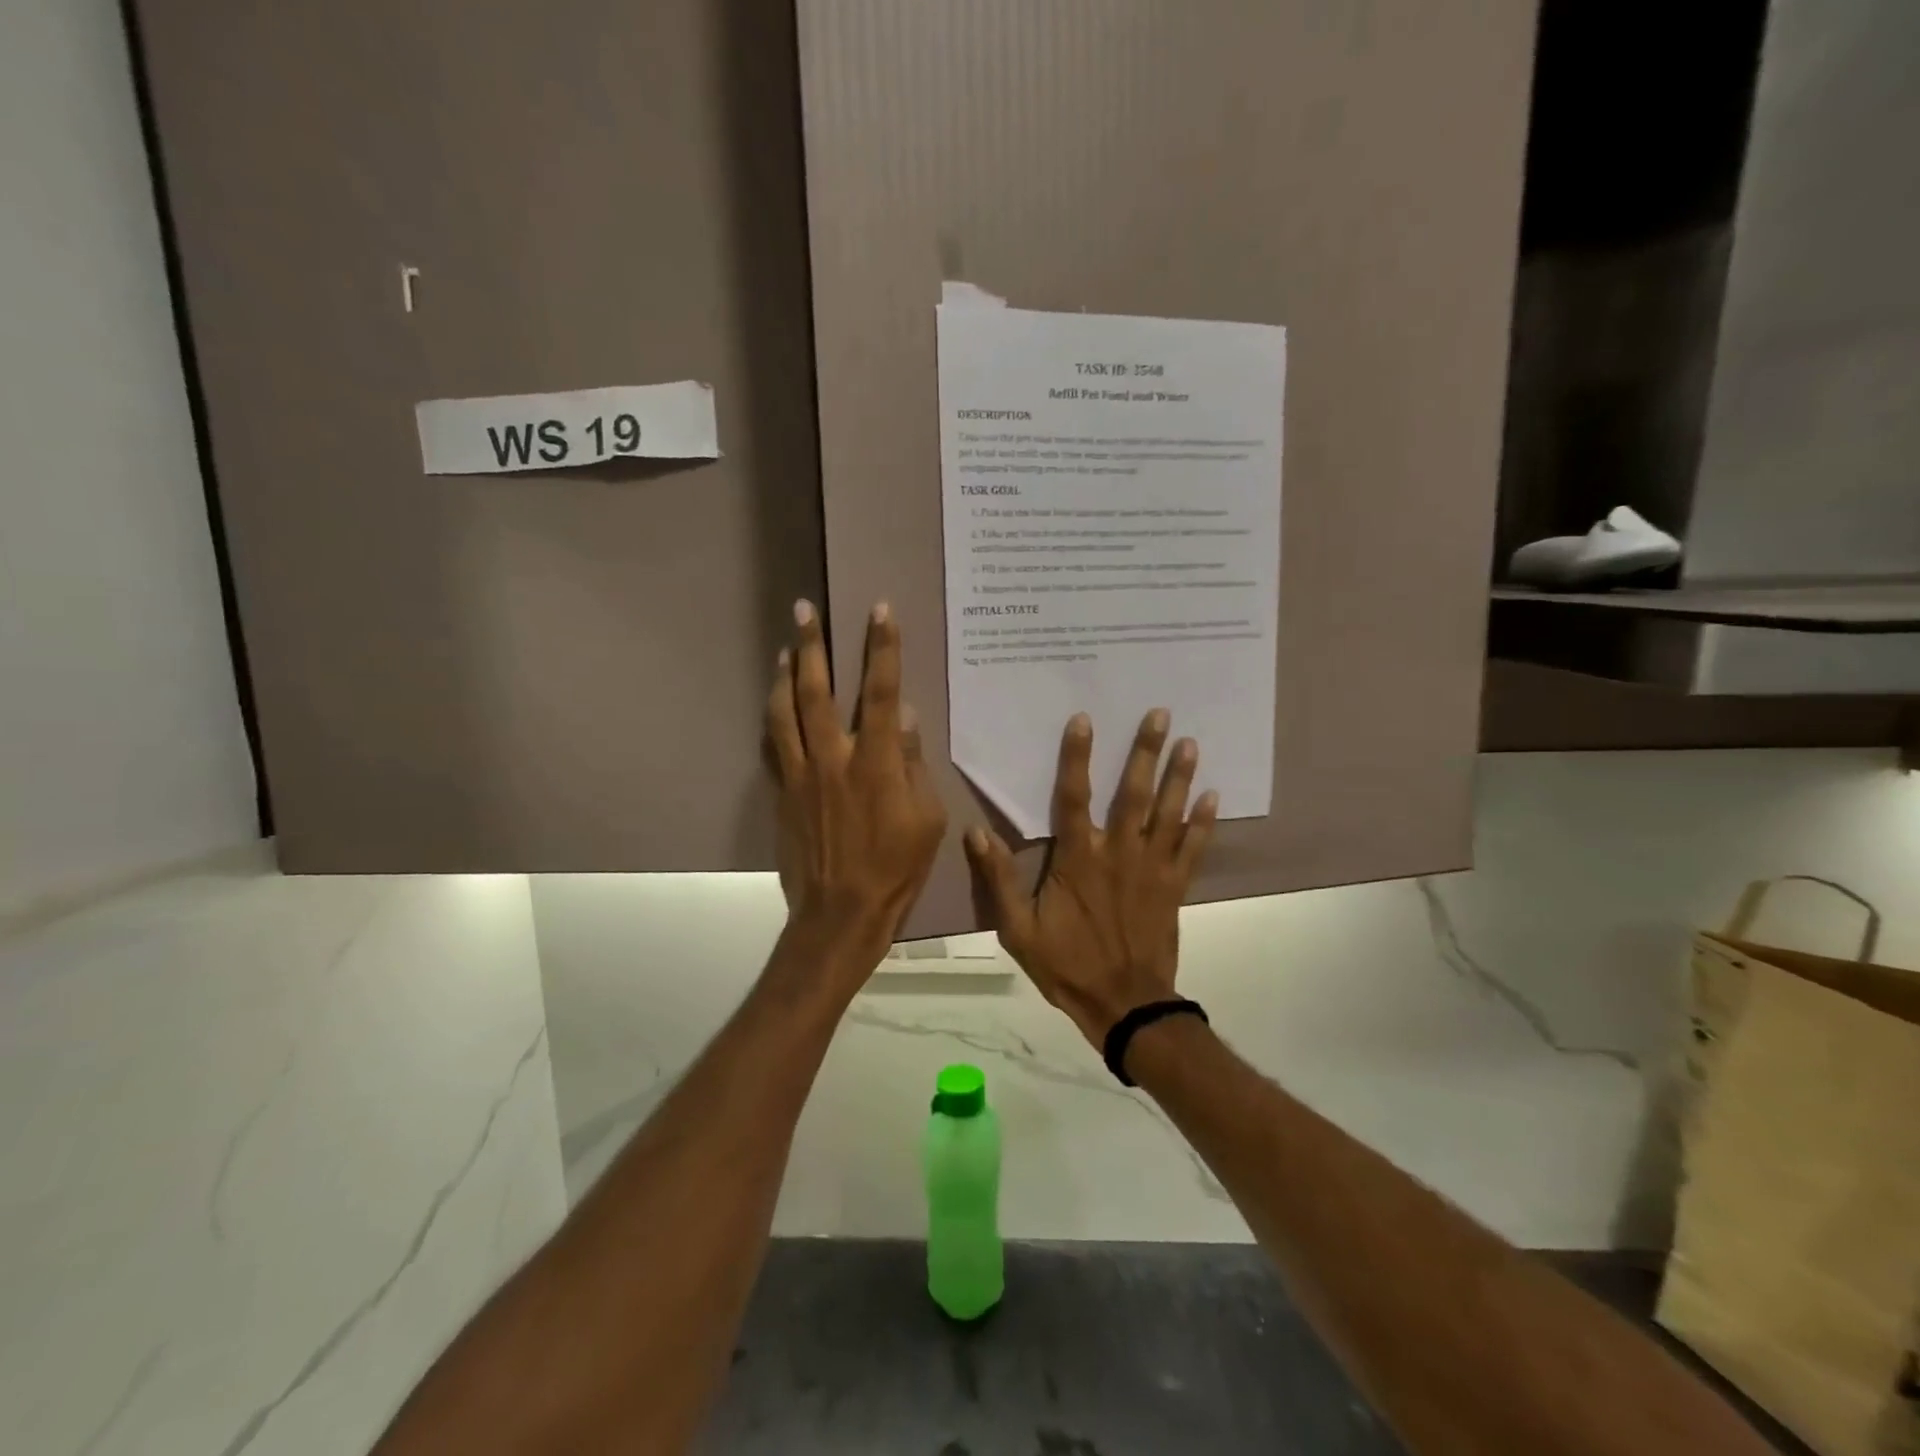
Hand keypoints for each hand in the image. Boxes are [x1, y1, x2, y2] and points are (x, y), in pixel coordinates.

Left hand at [765, 599, 946, 969]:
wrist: (840, 913)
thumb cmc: (896, 868)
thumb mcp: (927, 820)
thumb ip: (914, 764)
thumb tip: (908, 718)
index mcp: (877, 762)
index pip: (882, 692)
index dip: (882, 648)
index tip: (879, 610)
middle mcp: (834, 758)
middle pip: (817, 689)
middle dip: (812, 645)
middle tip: (803, 609)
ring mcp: (801, 774)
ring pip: (784, 711)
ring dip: (783, 673)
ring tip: (784, 647)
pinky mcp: (782, 793)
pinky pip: (771, 745)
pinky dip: (772, 716)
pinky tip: (773, 701)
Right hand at [965, 709, 1216, 1048]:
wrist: (1124, 1005)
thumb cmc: (1067, 965)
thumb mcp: (1018, 929)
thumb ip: (998, 878)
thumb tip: (975, 831)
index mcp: (1078, 860)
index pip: (1074, 797)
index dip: (1077, 757)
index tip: (1085, 720)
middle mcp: (1118, 854)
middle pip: (1133, 794)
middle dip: (1145, 752)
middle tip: (1161, 714)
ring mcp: (1151, 869)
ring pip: (1168, 814)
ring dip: (1179, 776)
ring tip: (1190, 742)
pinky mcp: (1174, 887)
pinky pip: (1192, 848)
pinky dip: (1204, 822)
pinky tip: (1213, 794)